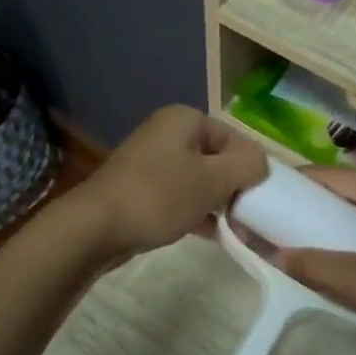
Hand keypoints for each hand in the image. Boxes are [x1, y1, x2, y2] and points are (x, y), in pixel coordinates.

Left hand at [72, 105, 267, 259]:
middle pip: (217, 158)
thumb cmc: (159, 196)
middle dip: (235, 188)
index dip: (251, 168)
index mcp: (184, 119)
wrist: (95, 227)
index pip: (235, 137)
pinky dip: (196, 211)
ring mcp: (151, 161)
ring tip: (234, 232)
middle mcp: (167, 132)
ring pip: (198, 180)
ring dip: (218, 204)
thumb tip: (260, 163)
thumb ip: (247, 165)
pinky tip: (211, 235)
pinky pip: (179, 196)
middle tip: (248, 219)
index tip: (259, 200)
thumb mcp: (212, 179)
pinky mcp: (141, 189)